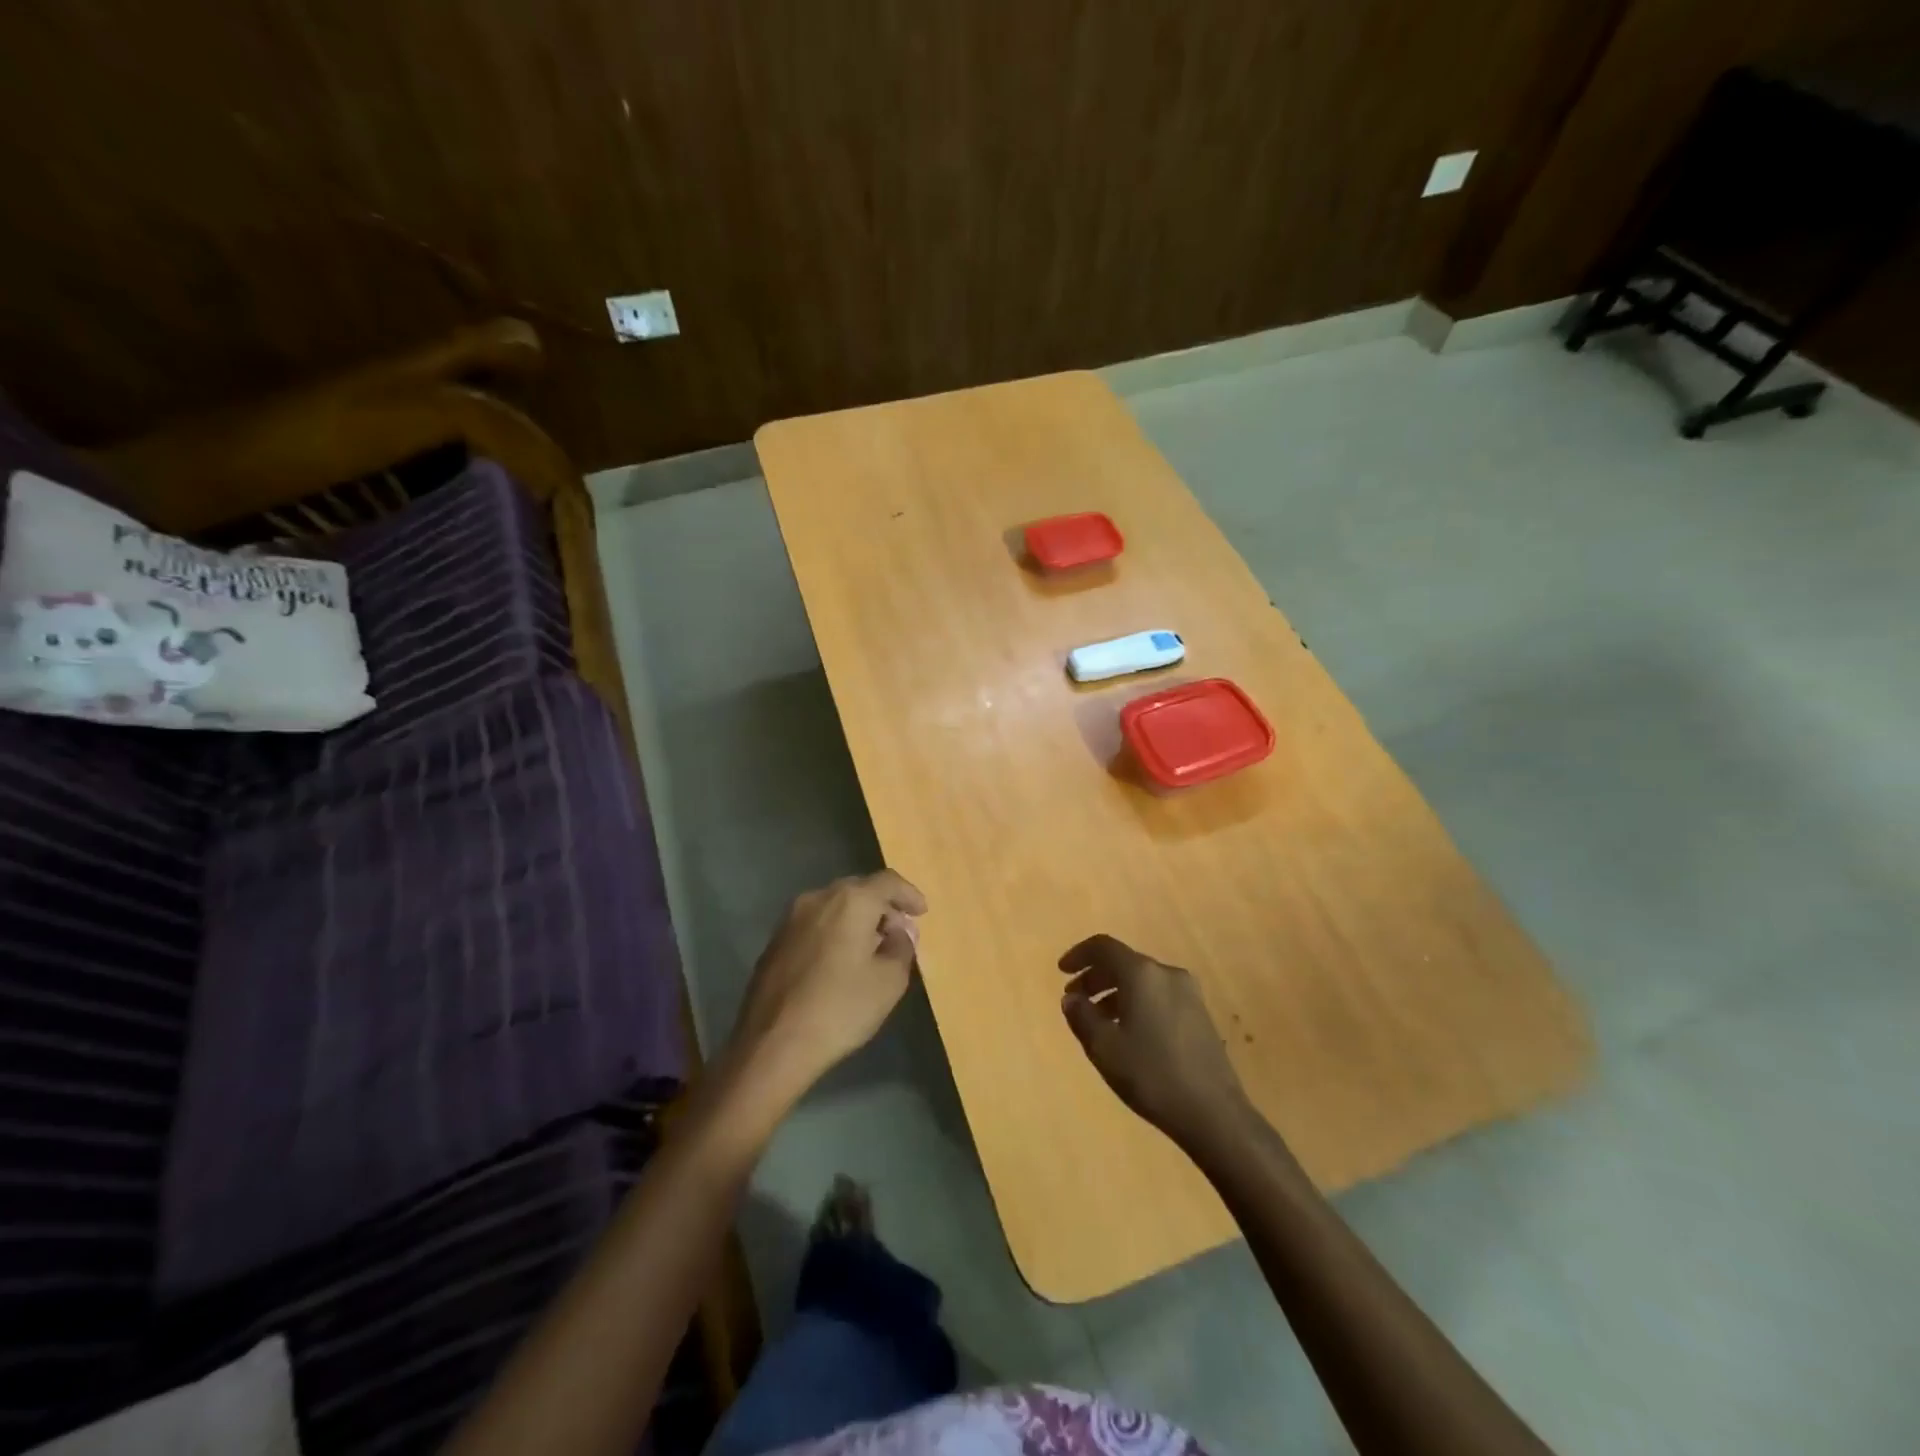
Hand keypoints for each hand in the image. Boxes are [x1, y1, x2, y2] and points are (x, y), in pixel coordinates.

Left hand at [726, 870, 926, 1101]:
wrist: (772, 1044)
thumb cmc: (840, 1009)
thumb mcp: (889, 981)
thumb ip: (902, 947)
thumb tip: (898, 933)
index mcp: (850, 901)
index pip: (888, 882)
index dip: (909, 894)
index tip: (922, 913)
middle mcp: (818, 898)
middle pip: (859, 890)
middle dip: (882, 907)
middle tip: (899, 932)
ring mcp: (791, 919)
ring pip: (834, 906)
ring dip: (857, 919)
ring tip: (871, 948)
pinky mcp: (775, 941)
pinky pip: (815, 924)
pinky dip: (834, 932)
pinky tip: (840, 961)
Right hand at [1059, 934, 1249, 1148]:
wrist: (1214, 1113)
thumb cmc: (1151, 1074)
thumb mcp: (1104, 1048)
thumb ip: (1082, 1016)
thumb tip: (1071, 998)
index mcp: (1142, 974)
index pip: (1104, 947)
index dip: (1079, 955)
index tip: (1062, 972)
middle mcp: (1167, 973)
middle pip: (1123, 962)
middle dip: (1095, 977)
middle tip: (1075, 999)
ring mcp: (1188, 993)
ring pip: (1142, 980)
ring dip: (1115, 992)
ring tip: (1097, 1020)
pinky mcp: (1200, 1014)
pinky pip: (1158, 995)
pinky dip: (1136, 1003)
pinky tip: (1128, 1032)